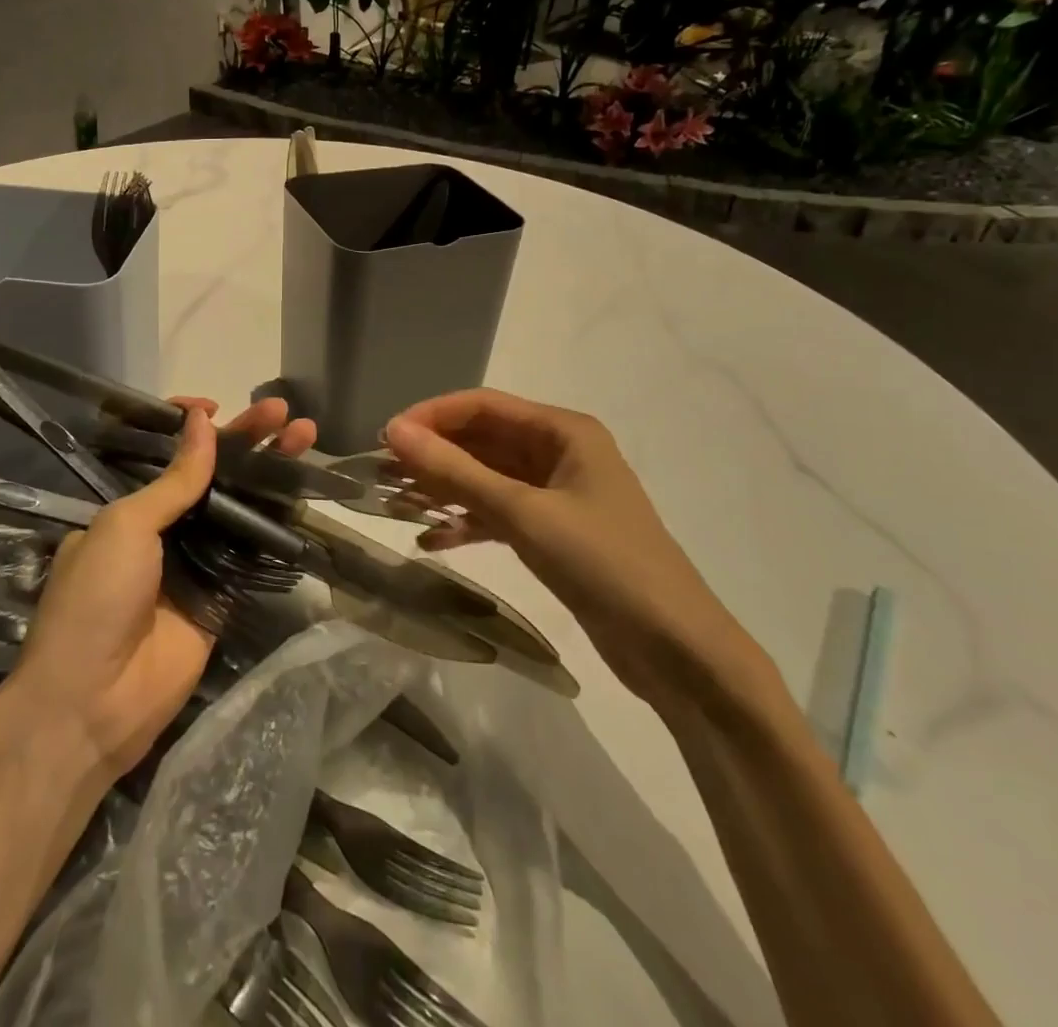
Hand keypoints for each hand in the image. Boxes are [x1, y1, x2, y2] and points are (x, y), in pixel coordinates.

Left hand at [11, 397, 315, 781]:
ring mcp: (196, 560)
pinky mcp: (223, 594)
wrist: (94, 701)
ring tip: (305, 436)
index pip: (169, 454)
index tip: (218, 406)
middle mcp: (165, 528)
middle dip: (248, 439)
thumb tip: (202, 421)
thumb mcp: (126, 526)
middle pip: (214, 473)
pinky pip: (253, 550)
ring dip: (270, 472)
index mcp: (130, 507)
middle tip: (285, 412)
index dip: (194, 428)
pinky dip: (277, 520)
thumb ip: (174, 480)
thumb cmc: (97, 598)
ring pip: (240, 505)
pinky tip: (303, 489)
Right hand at [384, 389, 764, 706]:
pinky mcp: (554, 533)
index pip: (483, 406)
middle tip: (382, 476)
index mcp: (563, 431)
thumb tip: (394, 432)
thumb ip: (455, 471)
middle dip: (434, 455)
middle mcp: (559, 452)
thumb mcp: (523, 513)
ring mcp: (557, 494)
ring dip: (444, 490)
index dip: (431, 416)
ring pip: (486, 478)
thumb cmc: (603, 564)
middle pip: (482, 441)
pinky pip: (498, 514)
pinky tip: (430, 542)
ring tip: (397, 507)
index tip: (385, 439)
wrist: (676, 650)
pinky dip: (466, 523)